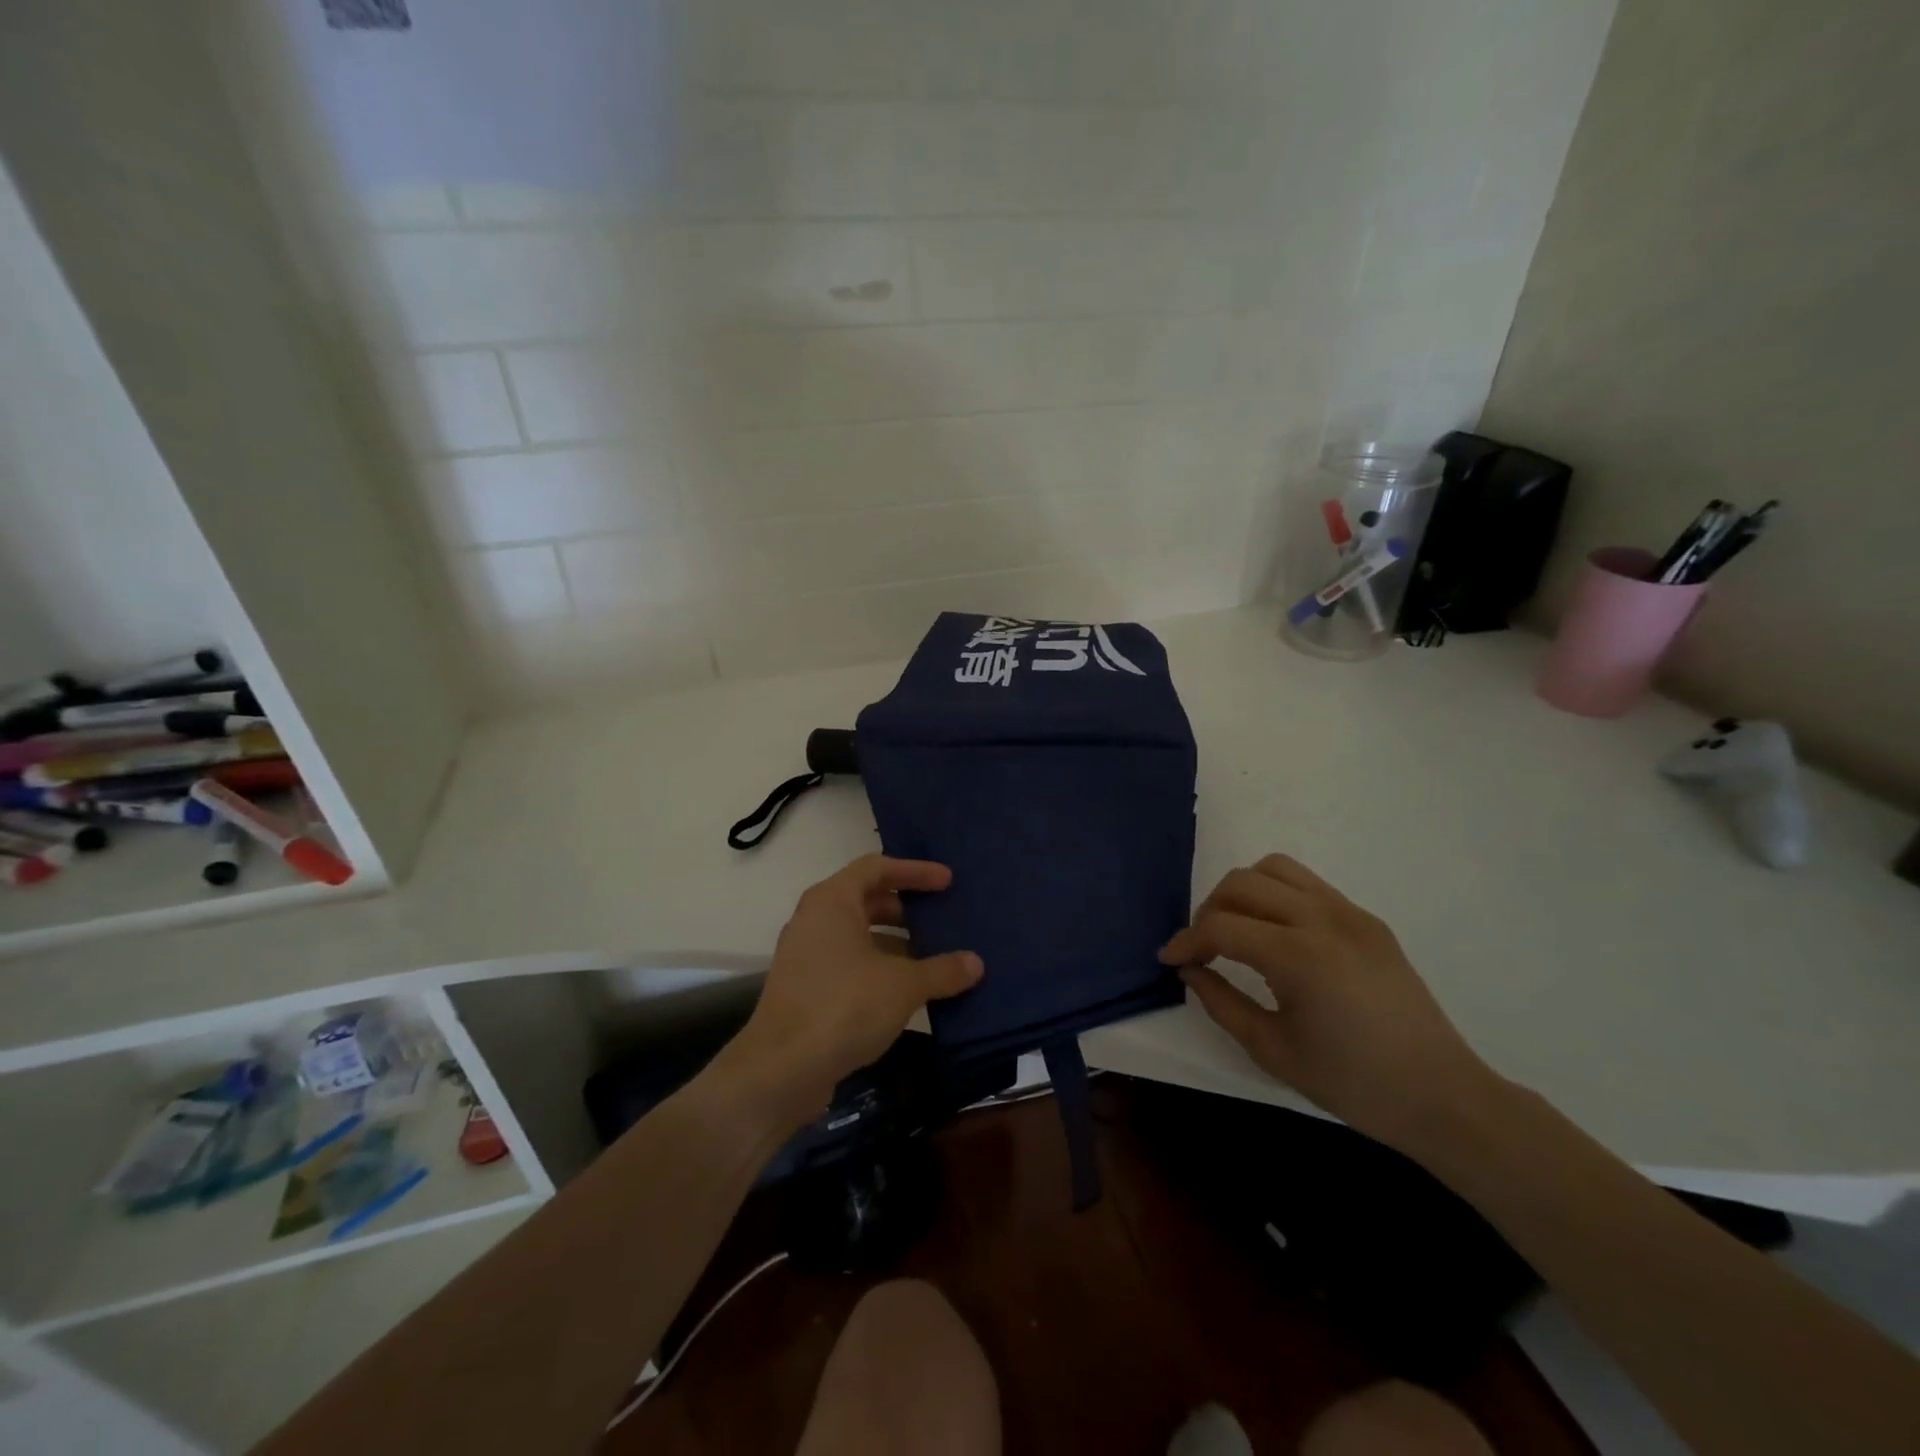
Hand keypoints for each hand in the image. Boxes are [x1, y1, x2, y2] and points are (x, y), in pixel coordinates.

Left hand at [726, 855, 982, 1117]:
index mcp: (833, 901)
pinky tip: (908, 991)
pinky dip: (879, 968)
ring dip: (895, 943)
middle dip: (906, 909)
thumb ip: (942, 970)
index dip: (914, 871)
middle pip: (866, 899)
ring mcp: (806, 955)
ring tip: (933, 957)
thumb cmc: (844, 1006)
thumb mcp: (903, 986)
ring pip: (858, 934)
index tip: (947, 882)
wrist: (780, 1070)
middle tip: (942, 918)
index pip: (877, 867)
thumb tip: (975, 963)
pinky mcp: (805, 988)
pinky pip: (849, 963)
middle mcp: (814, 919)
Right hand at [1161, 854, 1501, 1154]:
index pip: (1221, 926)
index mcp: (1299, 956)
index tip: (1169, 959)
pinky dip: (1277, 895)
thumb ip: (1220, 1002)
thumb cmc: (1352, 1083)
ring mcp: (1350, 913)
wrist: (1441, 1096)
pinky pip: (1308, 884)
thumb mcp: (1271, 1050)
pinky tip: (1278, 935)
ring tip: (1238, 930)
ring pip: (1275, 868)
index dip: (1186, 940)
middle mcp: (1323, 918)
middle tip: (1203, 948)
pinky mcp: (1367, 919)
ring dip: (1243, 891)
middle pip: (1242, 883)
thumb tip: (1190, 969)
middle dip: (1209, 910)